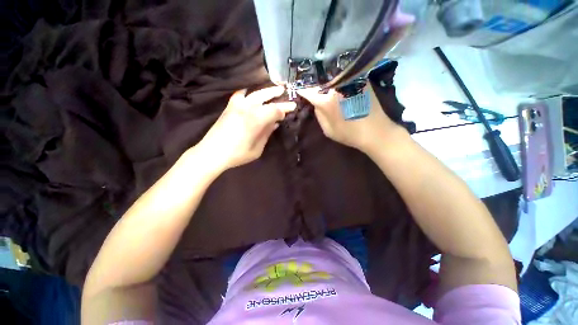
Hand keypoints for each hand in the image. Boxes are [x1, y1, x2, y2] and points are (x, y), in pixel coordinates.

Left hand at [199, 86, 295, 170]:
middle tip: (286, 93)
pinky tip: (251, 92)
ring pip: (255, 93)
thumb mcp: (257, 148)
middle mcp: (247, 108)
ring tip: (275, 89)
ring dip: (266, 91)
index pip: (274, 110)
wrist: (212, 153)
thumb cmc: (237, 154)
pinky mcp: (229, 106)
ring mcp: (237, 105)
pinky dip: (247, 91)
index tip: (290, 111)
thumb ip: (267, 133)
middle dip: (278, 96)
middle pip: (266, 98)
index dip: (283, 110)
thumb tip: (275, 124)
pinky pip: (240, 94)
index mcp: (256, 119)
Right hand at [298, 85, 400, 152]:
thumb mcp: (329, 131)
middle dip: (316, 86)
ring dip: (328, 81)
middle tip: (313, 89)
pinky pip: (346, 78)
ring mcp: (351, 81)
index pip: (310, 92)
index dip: (304, 91)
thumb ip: (319, 116)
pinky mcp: (361, 80)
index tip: (299, 89)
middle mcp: (338, 87)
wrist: (376, 132)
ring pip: (334, 77)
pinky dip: (340, 81)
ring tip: (325, 86)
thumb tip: (316, 103)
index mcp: (327, 102)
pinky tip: (340, 87)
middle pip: (322, 82)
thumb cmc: (350, 134)